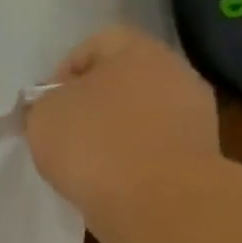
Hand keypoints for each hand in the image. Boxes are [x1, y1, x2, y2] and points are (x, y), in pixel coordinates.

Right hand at [23, 27, 220, 217]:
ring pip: (140, 112)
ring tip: (86, 162)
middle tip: (63, 133)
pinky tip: (111, 179)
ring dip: (114, 131)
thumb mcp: (43, 116)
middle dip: (92, 102)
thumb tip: (55, 104)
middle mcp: (174, 71)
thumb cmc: (93, 143)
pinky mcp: (198, 151)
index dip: (64, 70)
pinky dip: (132, 157)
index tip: (45, 105)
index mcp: (137, 51)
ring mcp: (193, 112)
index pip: (96, 43)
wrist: (156, 199)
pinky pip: (154, 144)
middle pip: (123, 78)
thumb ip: (44, 102)